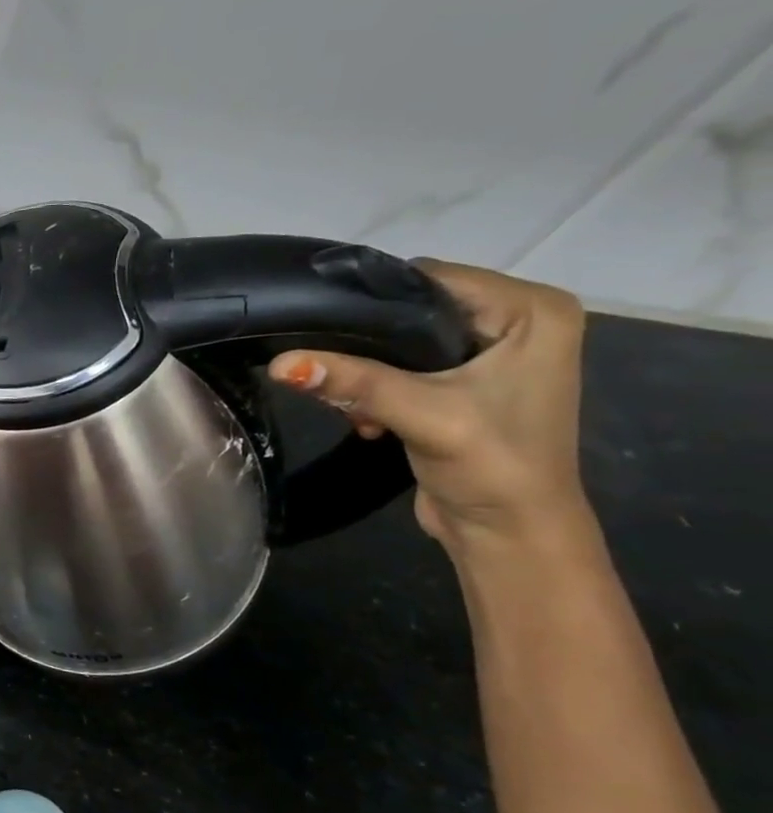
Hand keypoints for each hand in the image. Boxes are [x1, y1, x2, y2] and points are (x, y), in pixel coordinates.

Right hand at [267, 262, 591, 550]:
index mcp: (532, 311)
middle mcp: (515, 322)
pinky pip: (401, 367)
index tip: (321, 326)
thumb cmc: (491, 465)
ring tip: (354, 406)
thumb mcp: (422, 414)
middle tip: (336, 376)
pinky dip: (375, 389)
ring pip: (398, 341)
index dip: (373, 301)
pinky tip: (367, 419)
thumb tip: (279, 362)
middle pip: (412, 309)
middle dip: (366, 344)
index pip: (431, 278)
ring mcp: (489, 354)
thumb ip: (354, 382)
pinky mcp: (462, 384)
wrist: (508, 534)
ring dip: (365, 372)